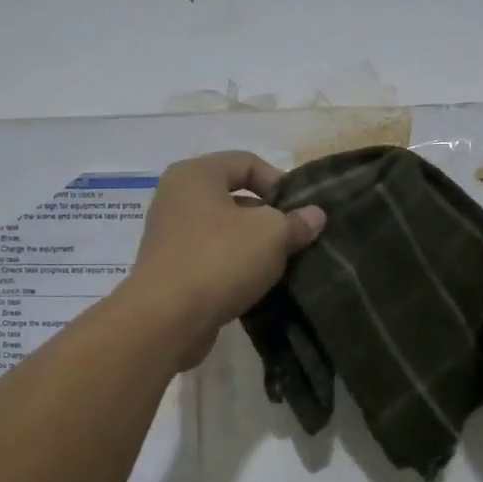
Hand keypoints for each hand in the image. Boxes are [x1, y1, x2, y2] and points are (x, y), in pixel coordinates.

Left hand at [121, 151, 326, 368]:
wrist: (167, 319)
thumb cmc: (219, 259)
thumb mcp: (271, 234)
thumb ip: (296, 221)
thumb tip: (315, 215)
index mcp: (195, 174)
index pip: (247, 162)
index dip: (280, 182)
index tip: (301, 212)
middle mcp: (177, 198)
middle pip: (235, 198)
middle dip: (269, 218)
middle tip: (295, 240)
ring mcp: (170, 236)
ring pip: (224, 232)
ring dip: (254, 246)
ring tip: (281, 266)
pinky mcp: (171, 270)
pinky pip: (212, 259)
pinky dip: (234, 268)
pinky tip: (256, 286)